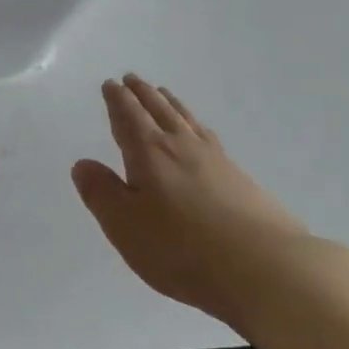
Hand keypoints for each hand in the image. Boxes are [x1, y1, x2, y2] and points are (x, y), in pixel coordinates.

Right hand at [72, 74, 315, 321]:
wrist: (265, 269)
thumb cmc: (181, 248)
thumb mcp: (124, 225)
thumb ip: (101, 192)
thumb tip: (83, 164)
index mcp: (150, 153)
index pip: (129, 117)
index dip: (118, 100)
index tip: (111, 84)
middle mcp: (183, 147)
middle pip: (160, 112)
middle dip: (143, 95)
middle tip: (133, 79)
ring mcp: (217, 161)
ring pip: (187, 121)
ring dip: (171, 105)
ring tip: (164, 95)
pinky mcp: (241, 180)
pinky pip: (209, 138)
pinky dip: (196, 126)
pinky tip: (201, 135)